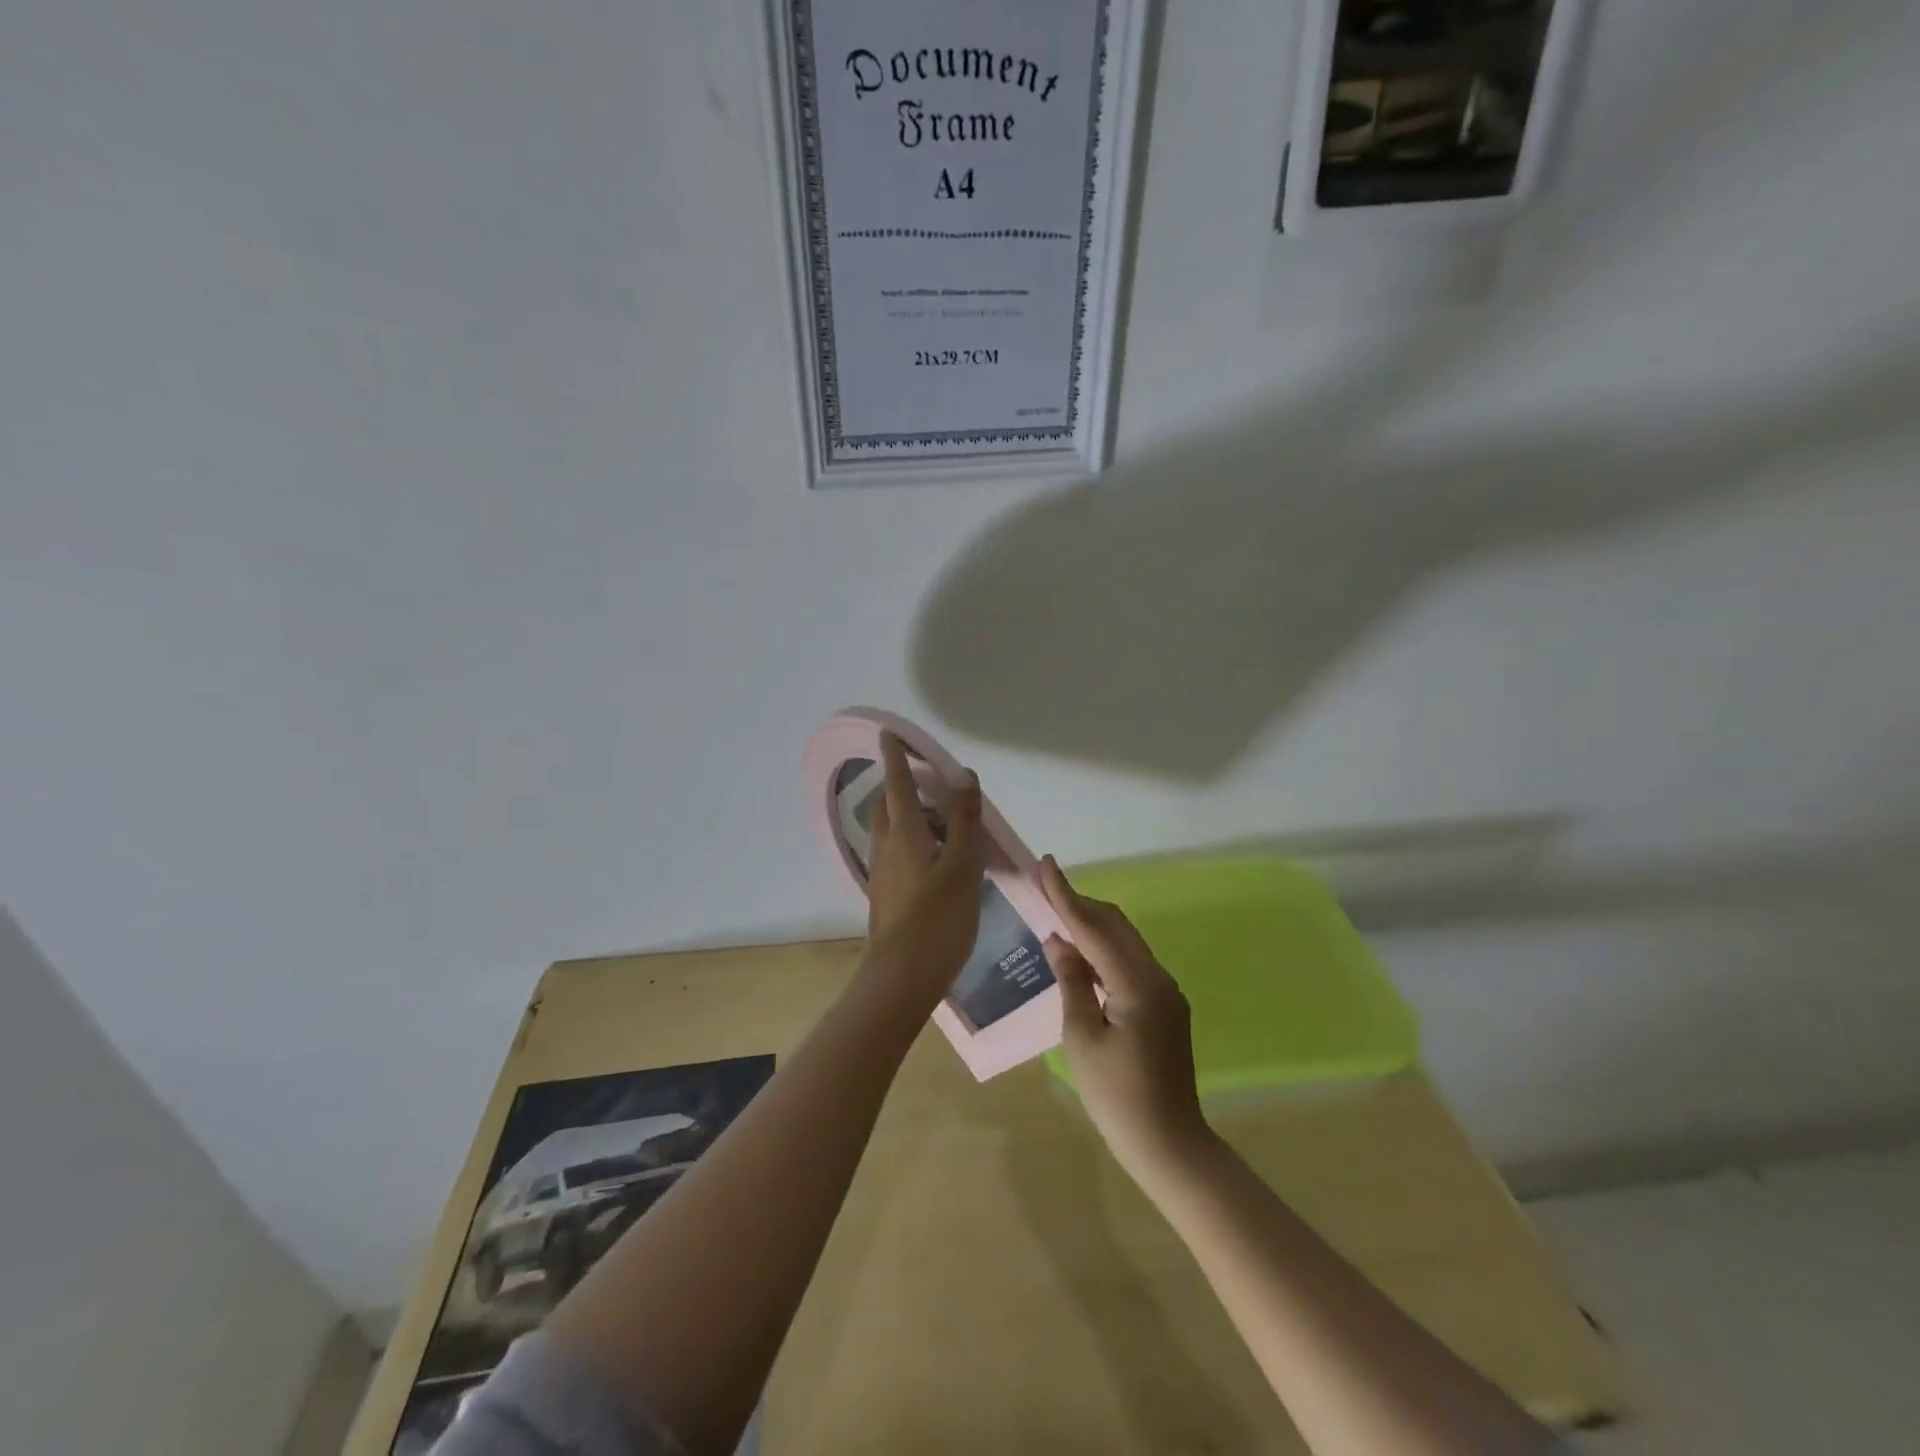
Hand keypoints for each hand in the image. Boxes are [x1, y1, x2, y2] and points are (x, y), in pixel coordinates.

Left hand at [861, 733, 984, 1006]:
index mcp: (903, 833)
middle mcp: (886, 846)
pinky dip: (914, 840)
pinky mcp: (887, 894)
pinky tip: (937, 857)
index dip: (895, 757)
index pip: (896, 783)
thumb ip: (963, 820)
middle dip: (901, 785)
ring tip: (942, 818)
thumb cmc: (937, 918)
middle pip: (889, 805)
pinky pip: (898, 852)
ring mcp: (883, 872)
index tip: (888, 734)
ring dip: (910, 815)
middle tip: (926, 779)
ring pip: (892, 831)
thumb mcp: (961, 865)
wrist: (902, 977)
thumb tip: (963, 776)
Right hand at [1041, 856, 1212, 1185]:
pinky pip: (1131, 963)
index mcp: (1137, 983)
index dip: (1066, 895)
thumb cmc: (1117, 1096)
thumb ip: (1072, 982)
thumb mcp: (1082, 1038)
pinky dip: (1104, 952)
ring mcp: (1166, 991)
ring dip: (1092, 926)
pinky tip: (1082, 957)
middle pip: (1115, 926)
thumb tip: (1059, 941)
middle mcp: (1157, 977)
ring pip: (1125, 942)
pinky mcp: (1166, 1007)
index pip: (1094, 928)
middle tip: (1045, 889)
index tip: (1046, 864)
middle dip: (1080, 904)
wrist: (1169, 1144)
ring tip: (1057, 917)